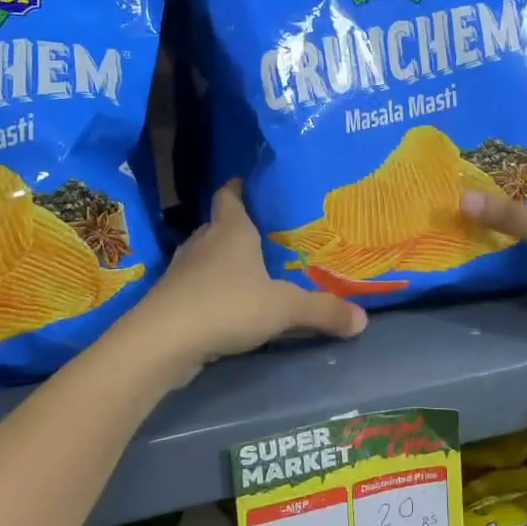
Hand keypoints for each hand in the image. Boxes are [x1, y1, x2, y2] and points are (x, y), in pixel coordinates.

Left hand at [121, 180, 366, 382]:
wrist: (162, 343)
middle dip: (240, 228)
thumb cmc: (227, 306)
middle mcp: (204, 243)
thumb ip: (323, 311)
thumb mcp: (284, 308)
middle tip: (269, 234)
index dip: (239, 187)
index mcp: (230, 230)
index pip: (230, 196)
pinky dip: (213, 290)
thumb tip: (363, 320)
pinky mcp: (172, 300)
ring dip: (225, 261)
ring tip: (253, 270)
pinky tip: (230, 305)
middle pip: (220, 226)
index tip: (250, 182)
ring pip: (208, 257)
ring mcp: (183, 272)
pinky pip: (198, 286)